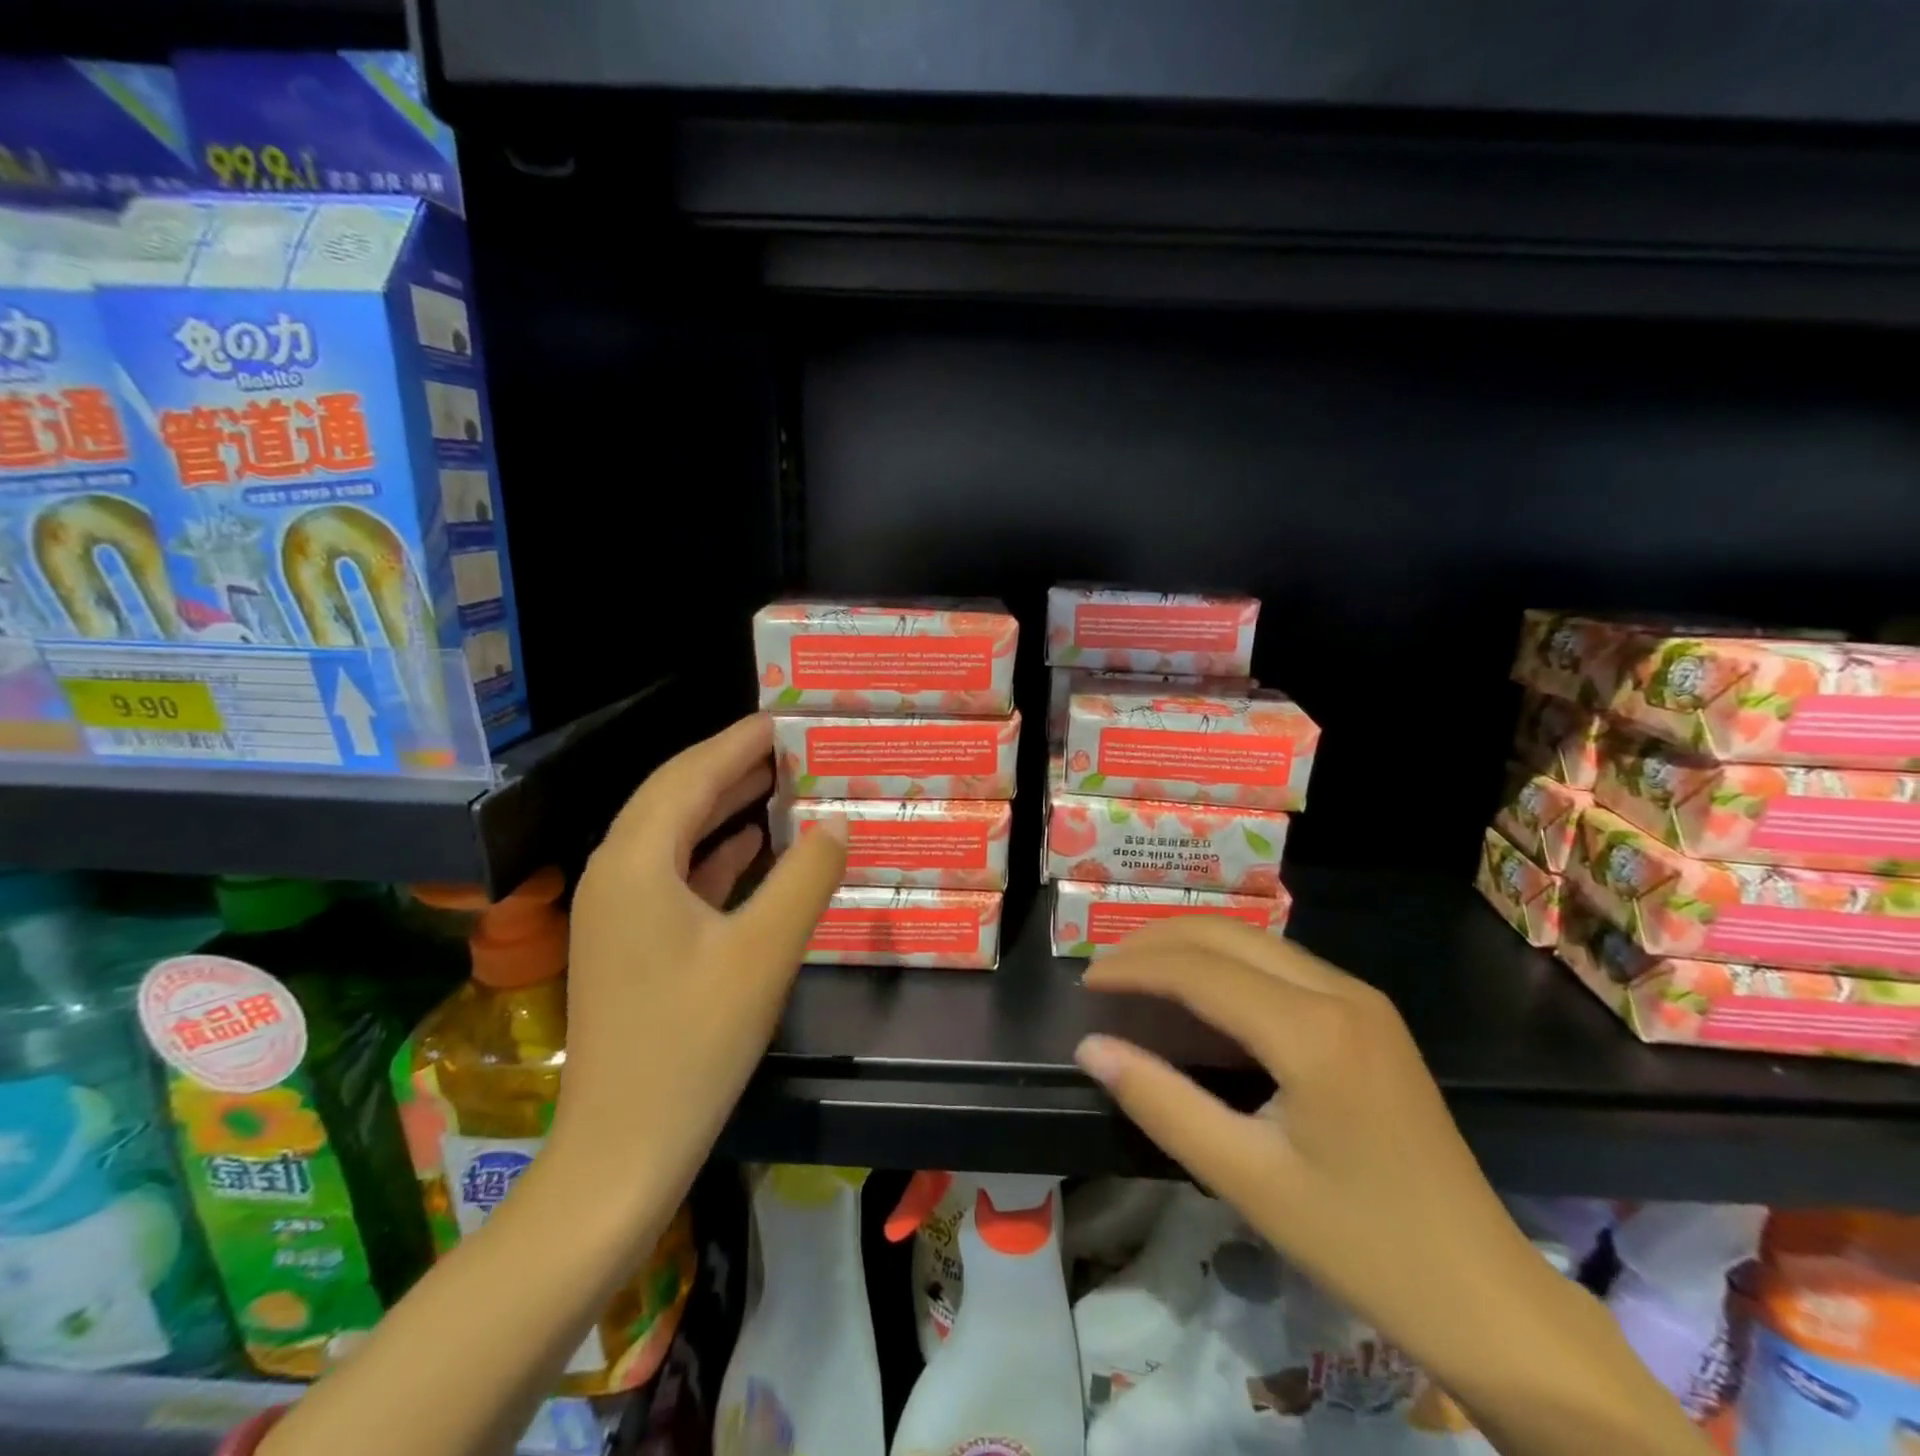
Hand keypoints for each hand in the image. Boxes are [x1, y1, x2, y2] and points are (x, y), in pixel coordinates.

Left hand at [557, 713, 846, 1233]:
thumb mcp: (765, 952)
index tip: (782, 718)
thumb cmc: (694, 1043)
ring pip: (672, 833)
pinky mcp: (630, 941)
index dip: (737, 742)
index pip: (689, 776)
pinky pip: (673, 871)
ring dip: (722, 804)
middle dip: (729, 766)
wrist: (623, 1149)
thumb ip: (807, 877)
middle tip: (788, 744)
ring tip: (777, 780)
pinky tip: (751, 844)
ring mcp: (617, 910)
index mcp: (636, 863)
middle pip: (674, 796)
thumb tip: (836, 821)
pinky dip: (713, 849)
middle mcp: (616, 873)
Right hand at [1072, 918, 1551, 1382]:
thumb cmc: (1361, 1243)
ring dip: (1191, 945)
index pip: (1199, 969)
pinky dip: (1226, 962)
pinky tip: (1201, 991)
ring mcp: (1361, 998)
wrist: (1486, 1293)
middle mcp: (1340, 991)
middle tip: (1104, 969)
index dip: (1134, 967)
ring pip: (1254, 940)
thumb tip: (1091, 1046)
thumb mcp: (1246, 1179)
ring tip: (1138, 972)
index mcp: (1312, 1031)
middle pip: (1226, 934)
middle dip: (1156, 941)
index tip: (1086, 982)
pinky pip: (1280, 962)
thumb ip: (1161, 1102)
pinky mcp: (1370, 1014)